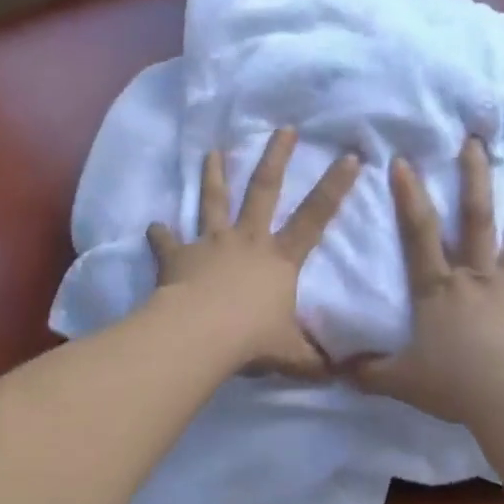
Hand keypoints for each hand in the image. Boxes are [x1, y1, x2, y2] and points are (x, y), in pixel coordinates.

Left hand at [147, 127, 360, 376]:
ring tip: (212, 152)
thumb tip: (343, 374)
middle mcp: (247, 240)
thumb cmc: (251, 340)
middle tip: (283, 129)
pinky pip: (167, 241)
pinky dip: (160, 234)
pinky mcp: (178, 256)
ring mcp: (211, 243)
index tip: (349, 157)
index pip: (315, 216)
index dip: (335, 187)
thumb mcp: (293, 355)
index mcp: (279, 258)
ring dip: (214, 175)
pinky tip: (153, 226)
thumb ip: (315, 360)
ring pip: (214, 201)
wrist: (199, 336)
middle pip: (264, 189)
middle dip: (276, 157)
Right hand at [350, 137, 503, 424]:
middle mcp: (477, 278)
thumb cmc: (455, 385)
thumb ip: (369, 372)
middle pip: (475, 219)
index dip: (409, 196)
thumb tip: (337, 369)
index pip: (419, 233)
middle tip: (477, 143)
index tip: (404, 160)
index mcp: (439, 288)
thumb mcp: (401, 381)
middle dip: (474, 178)